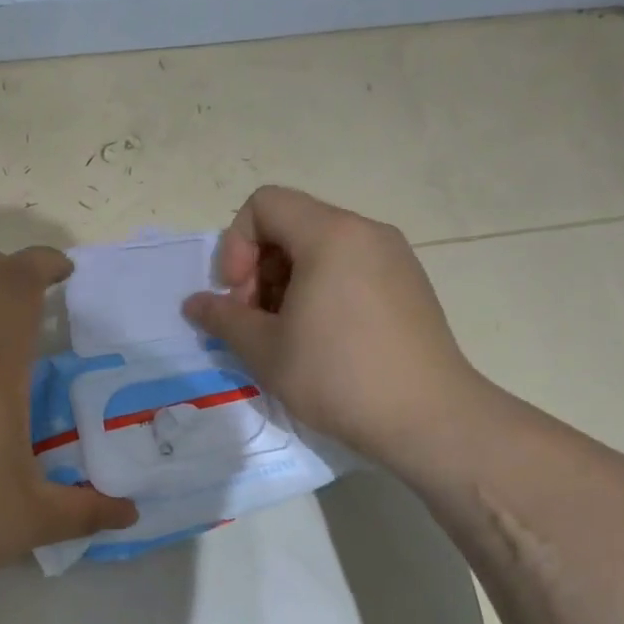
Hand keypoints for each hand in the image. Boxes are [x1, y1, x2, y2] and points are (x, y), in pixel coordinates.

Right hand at [183, 186, 488, 468]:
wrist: (430, 419)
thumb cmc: (338, 376)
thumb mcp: (265, 350)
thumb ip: (222, 318)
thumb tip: (194, 304)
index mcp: (331, 234)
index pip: (264, 204)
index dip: (236, 244)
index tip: (238, 295)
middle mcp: (366, 232)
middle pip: (292, 224)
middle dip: (260, 267)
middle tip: (256, 320)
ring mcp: (394, 257)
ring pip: (321, 248)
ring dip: (288, 282)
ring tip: (286, 333)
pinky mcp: (409, 285)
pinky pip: (351, 267)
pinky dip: (322, 289)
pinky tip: (322, 339)